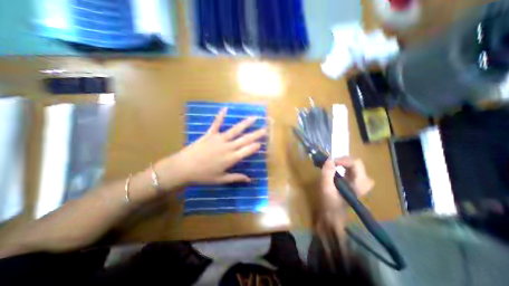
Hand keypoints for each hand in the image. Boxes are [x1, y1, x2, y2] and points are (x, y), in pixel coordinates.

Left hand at [155, 107, 266, 187]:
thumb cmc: (203, 176)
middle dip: (256, 134)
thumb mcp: (221, 179)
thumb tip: (249, 179)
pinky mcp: (210, 134)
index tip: (261, 142)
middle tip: (265, 128)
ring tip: (254, 117)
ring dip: (245, 123)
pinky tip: (225, 108)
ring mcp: (219, 139)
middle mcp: (228, 147)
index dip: (255, 146)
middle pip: (245, 139)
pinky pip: (216, 123)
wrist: (183, 168)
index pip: (247, 150)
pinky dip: (220, 116)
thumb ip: (236, 178)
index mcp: (231, 158)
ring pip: (235, 130)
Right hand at [321, 158, 372, 215]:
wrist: (332, 216)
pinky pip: (351, 169)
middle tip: (331, 163)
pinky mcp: (353, 183)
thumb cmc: (329, 203)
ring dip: (343, 162)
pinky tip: (335, 169)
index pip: (356, 163)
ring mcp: (359, 182)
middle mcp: (363, 182)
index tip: (330, 162)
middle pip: (356, 163)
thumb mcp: (326, 188)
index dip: (343, 160)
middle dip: (343, 160)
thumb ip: (327, 173)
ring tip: (333, 165)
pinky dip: (343, 166)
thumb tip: (329, 160)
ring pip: (354, 165)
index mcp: (359, 184)